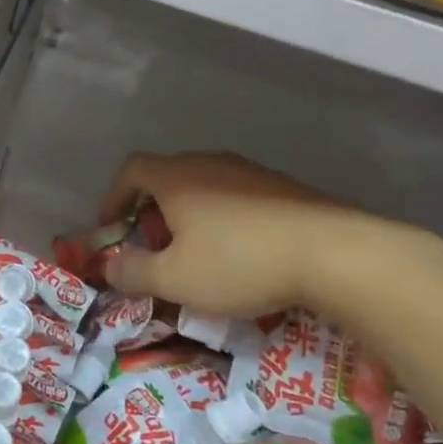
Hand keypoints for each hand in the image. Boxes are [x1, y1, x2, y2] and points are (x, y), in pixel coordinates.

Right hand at [99, 151, 385, 318]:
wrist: (334, 253)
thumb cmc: (240, 262)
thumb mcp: (175, 279)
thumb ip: (133, 273)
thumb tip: (108, 266)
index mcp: (177, 178)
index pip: (131, 170)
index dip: (113, 197)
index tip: (112, 227)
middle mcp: (210, 164)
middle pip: (167, 176)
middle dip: (151, 210)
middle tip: (153, 246)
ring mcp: (250, 172)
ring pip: (203, 186)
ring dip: (188, 215)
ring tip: (196, 252)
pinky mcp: (283, 187)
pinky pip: (236, 196)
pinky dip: (222, 218)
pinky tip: (239, 252)